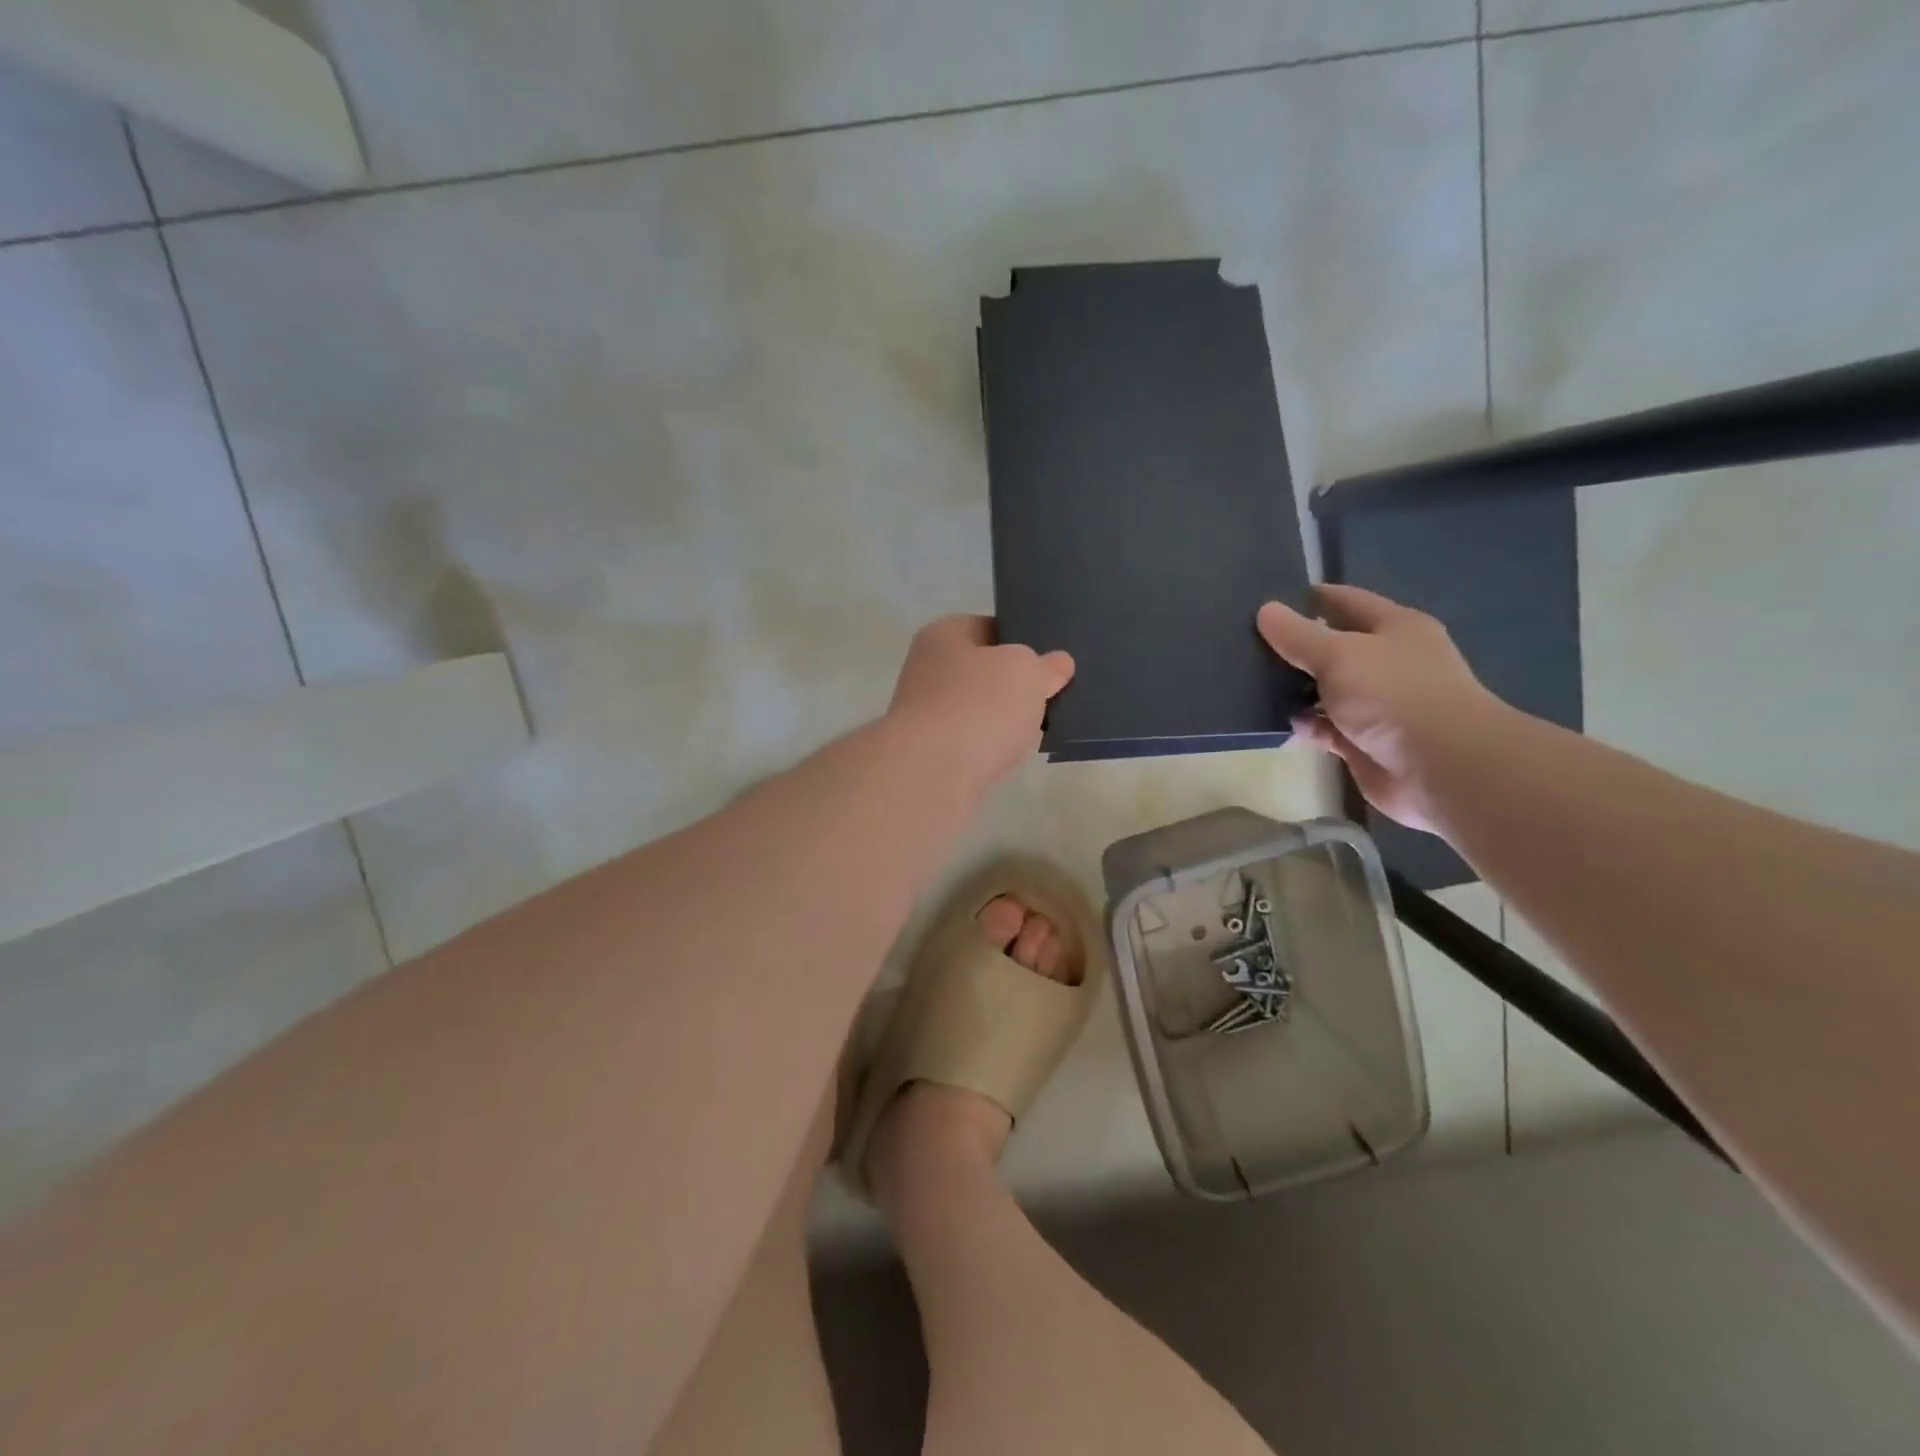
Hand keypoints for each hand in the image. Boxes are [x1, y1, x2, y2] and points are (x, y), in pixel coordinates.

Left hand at [887, 616, 1073, 792]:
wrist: (933, 772)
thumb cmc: (979, 705)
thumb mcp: (1028, 671)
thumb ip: (1046, 665)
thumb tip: (1058, 663)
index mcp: (943, 634)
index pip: (989, 627)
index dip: (1023, 641)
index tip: (1050, 662)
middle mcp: (926, 668)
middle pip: (983, 671)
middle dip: (1014, 685)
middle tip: (1050, 696)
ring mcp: (924, 712)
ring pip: (977, 709)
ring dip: (1002, 719)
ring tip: (1036, 729)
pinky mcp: (928, 751)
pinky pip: (970, 741)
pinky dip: (989, 747)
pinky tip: (1010, 755)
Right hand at [1257, 586, 1502, 833]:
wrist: (1439, 768)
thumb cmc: (1394, 695)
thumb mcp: (1339, 655)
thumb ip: (1298, 635)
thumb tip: (1265, 610)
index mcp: (1395, 628)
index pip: (1347, 602)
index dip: (1311, 598)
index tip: (1269, 599)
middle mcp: (1388, 662)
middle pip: (1333, 647)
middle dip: (1296, 647)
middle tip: (1247, 643)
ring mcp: (1376, 704)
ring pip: (1325, 689)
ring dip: (1295, 689)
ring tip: (1250, 682)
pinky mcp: (1363, 741)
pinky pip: (1325, 727)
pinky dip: (1305, 725)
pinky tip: (1278, 721)